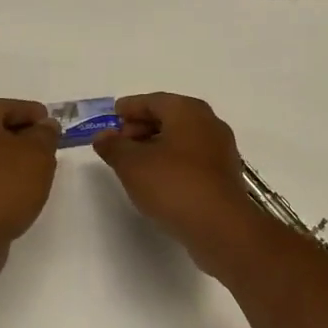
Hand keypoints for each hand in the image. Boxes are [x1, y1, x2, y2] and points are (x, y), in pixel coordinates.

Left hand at [0, 99, 59, 264]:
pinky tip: (20, 191)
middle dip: (25, 137)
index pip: (10, 106)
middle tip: (50, 149)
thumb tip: (45, 126)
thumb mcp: (38, 152)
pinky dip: (2, 178)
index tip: (55, 127)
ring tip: (39, 172)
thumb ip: (46, 134)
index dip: (36, 114)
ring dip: (14, 159)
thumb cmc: (5, 183)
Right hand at [93, 94, 264, 273]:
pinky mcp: (223, 175)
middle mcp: (209, 123)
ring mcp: (220, 149)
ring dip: (156, 146)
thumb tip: (103, 136)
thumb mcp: (132, 165)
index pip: (153, 101)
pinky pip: (192, 159)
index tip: (112, 117)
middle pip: (169, 117)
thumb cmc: (173, 185)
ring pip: (181, 139)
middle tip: (119, 142)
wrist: (220, 226)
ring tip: (133, 164)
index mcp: (188, 111)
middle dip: (141, 127)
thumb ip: (114, 146)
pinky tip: (157, 180)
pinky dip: (172, 162)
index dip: (130, 108)